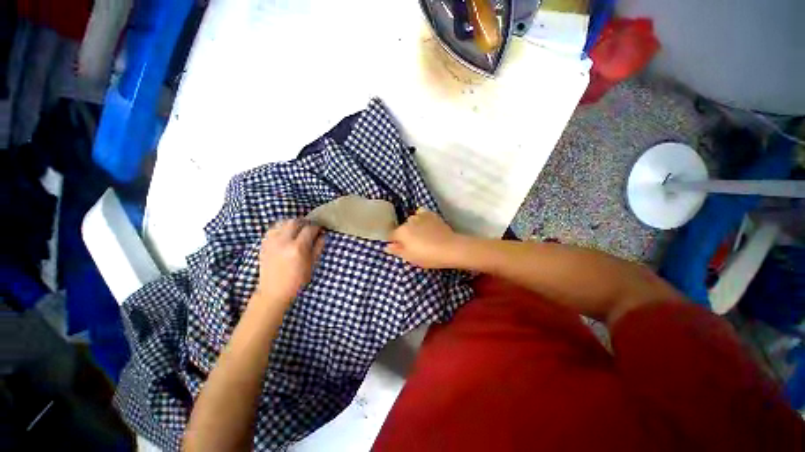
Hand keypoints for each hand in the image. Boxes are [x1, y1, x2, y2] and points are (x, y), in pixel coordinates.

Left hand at [254, 219, 324, 307]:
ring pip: (282, 222)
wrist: (274, 291)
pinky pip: (273, 228)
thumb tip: (322, 235)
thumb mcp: (312, 265)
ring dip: (292, 223)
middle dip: (305, 222)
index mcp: (298, 248)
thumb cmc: (297, 280)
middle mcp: (283, 241)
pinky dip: (281, 228)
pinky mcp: (264, 244)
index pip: (309, 229)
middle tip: (309, 228)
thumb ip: (318, 247)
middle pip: (295, 222)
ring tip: (297, 230)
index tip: (320, 230)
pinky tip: (285, 234)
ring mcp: (271, 242)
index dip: (317, 227)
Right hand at [384, 208, 463, 268]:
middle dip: (405, 234)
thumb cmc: (427, 256)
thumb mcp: (410, 257)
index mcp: (401, 232)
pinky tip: (428, 225)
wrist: (450, 248)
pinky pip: (422, 214)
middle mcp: (409, 221)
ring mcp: (421, 215)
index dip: (395, 242)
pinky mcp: (431, 214)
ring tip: (423, 235)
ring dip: (414, 226)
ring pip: (412, 220)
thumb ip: (397, 250)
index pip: (391, 235)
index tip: (401, 247)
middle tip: (414, 244)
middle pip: (402, 227)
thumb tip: (387, 246)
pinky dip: (422, 218)